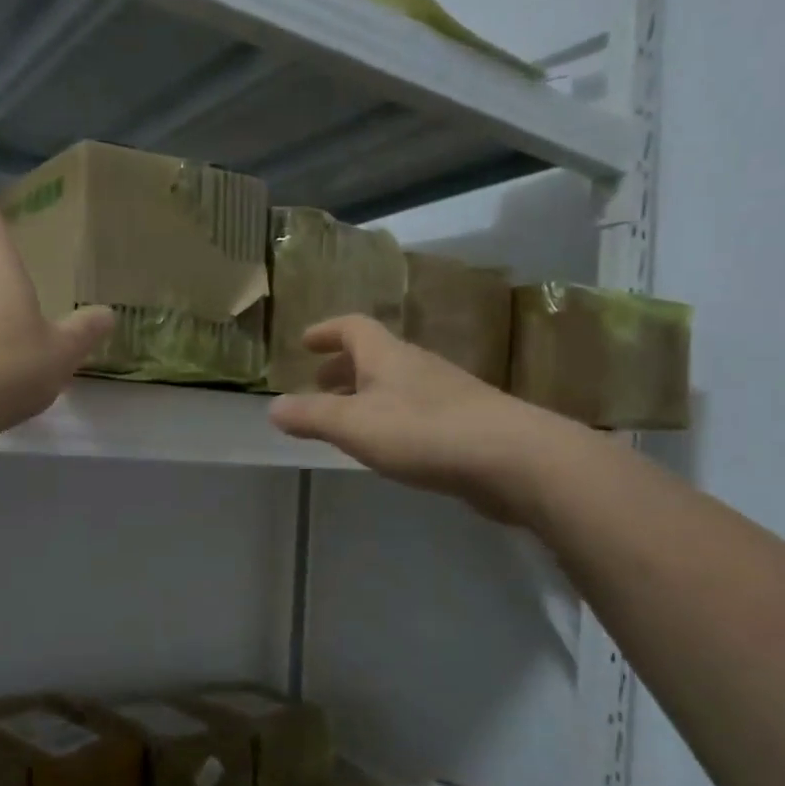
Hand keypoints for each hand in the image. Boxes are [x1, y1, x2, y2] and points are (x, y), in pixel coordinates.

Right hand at [268, 315, 587, 524]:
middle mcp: (417, 366)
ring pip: (395, 383)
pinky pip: (415, 409)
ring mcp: (445, 393)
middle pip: (375, 355)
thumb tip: (273, 407)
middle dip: (343, 366)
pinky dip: (390, 416)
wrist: (512, 458)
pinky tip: (389, 444)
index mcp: (388, 356)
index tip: (305, 342)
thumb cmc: (424, 432)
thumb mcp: (354, 425)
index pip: (353, 327)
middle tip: (319, 383)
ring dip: (366, 393)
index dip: (327, 331)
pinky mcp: (464, 422)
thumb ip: (312, 416)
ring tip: (347, 418)